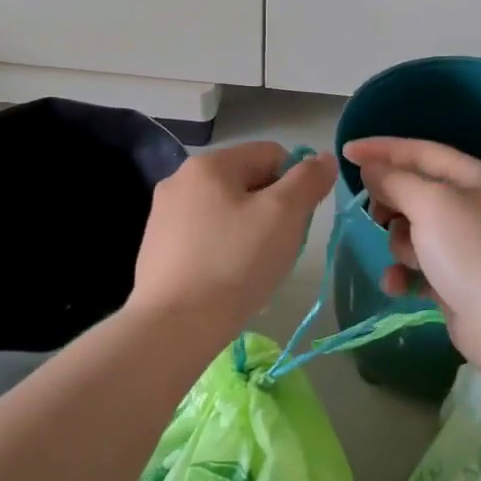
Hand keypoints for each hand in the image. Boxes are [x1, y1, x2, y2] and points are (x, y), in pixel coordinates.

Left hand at [129, 142, 335, 341]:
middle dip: (270, 210)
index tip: (295, 222)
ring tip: (251, 269)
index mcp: (209, 164)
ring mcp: (163, 214)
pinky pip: (204, 236)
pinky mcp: (156, 247)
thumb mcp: (284, 216)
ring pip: (226, 211)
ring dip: (247, 231)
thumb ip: (308, 180)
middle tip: (276, 248)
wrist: (174, 325)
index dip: (294, 184)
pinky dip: (222, 250)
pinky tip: (225, 280)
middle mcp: (180, 180)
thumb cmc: (234, 263)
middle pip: (247, 182)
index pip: (271, 154)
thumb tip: (324, 158)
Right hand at [342, 136, 480, 372]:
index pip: (421, 151)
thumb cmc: (473, 253)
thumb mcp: (431, 205)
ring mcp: (468, 246)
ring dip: (400, 244)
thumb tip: (372, 169)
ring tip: (409, 260)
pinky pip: (420, 266)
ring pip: (414, 231)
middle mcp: (474, 206)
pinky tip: (397, 286)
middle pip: (416, 191)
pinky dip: (406, 273)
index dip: (382, 149)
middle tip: (376, 215)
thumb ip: (395, 181)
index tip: (346, 152)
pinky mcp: (459, 281)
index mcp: (475, 178)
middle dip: (392, 203)